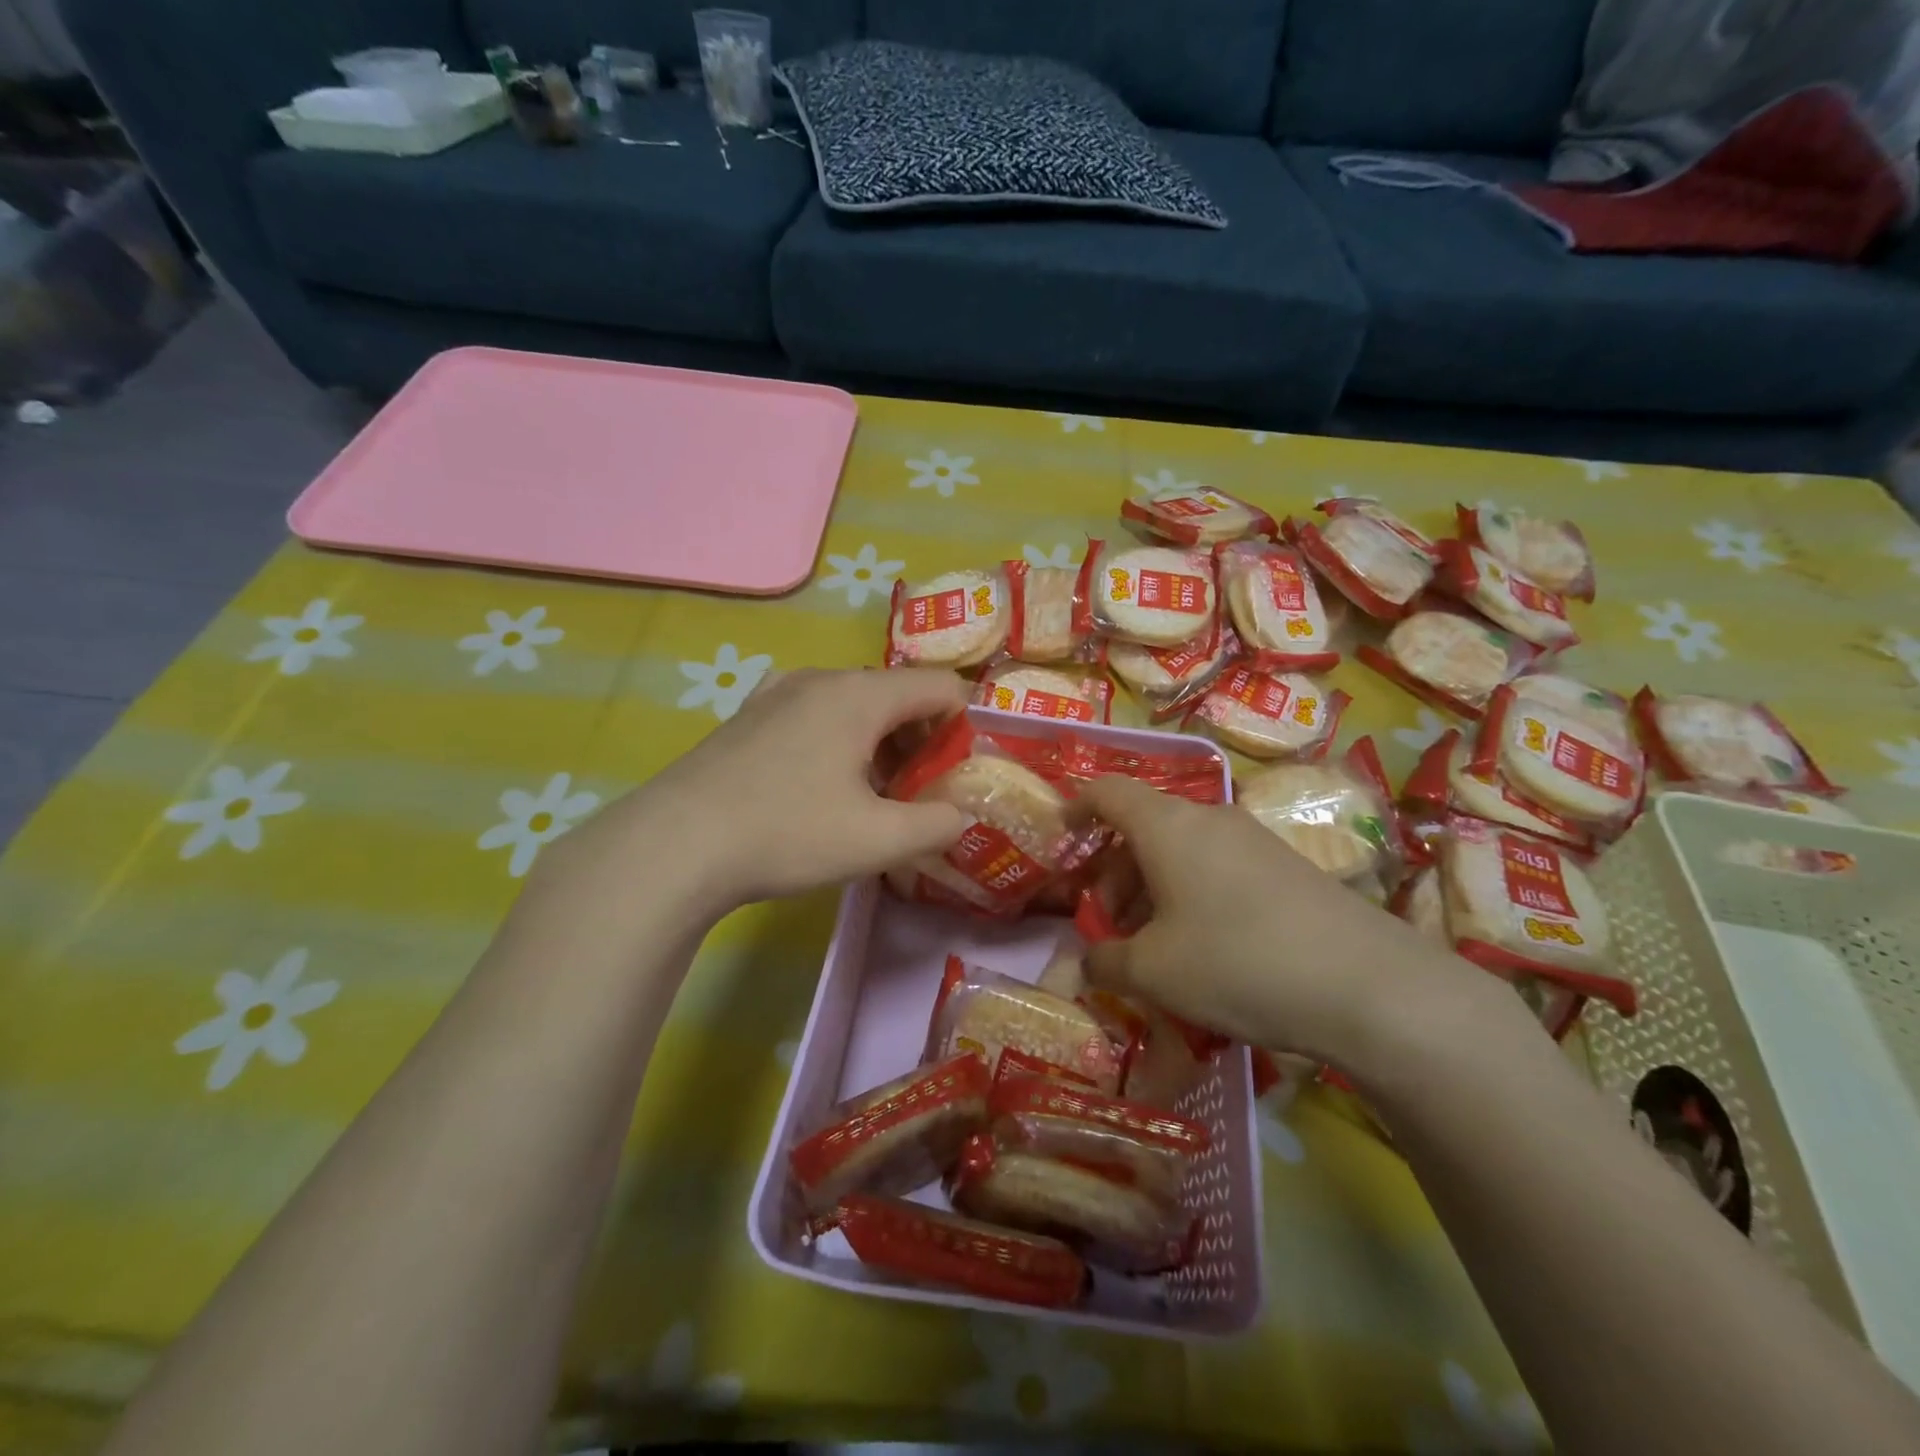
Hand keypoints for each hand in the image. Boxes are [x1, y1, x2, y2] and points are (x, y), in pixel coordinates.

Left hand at [568, 668, 972, 914]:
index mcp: (860, 694)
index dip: (967, 723)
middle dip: (922, 739)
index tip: (966, 769)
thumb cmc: (786, 833)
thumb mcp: (878, 840)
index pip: (940, 686)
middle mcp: (820, 678)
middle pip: (897, 694)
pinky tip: (823, 787)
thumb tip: (961, 815)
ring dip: (881, 743)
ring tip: (876, 796)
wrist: (673, 845)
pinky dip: (840, 741)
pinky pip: (815, 715)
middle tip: (923, 792)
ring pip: (854, 705)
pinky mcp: (749, 716)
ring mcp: (778, 693)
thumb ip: (937, 825)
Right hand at [1076, 776, 1479, 1066]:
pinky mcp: (1287, 868)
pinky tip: (1202, 950)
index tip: (1062, 835)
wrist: (1368, 985)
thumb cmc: (1235, 961)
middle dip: (1114, 872)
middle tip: (1107, 925)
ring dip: (1152, 889)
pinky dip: (1191, 897)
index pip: (1108, 791)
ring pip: (1182, 851)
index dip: (1077, 806)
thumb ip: (1106, 961)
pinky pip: (1217, 869)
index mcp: (1167, 825)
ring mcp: (1254, 840)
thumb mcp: (1153, 972)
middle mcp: (1209, 818)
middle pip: (1144, 827)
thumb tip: (1089, 962)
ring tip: (1151, 948)